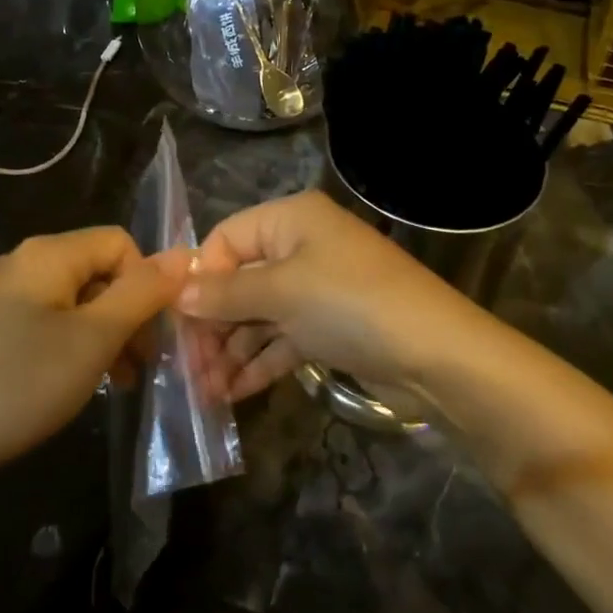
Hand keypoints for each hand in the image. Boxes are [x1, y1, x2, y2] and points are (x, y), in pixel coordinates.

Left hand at [0, 227, 185, 480]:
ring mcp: (2, 296)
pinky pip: (50, 321)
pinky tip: (79, 381)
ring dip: (107, 334)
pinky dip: (75, 345)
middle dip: (129, 313)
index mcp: (48, 253)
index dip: (146, 283)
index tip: (153, 336)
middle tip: (142, 366)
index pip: (120, 243)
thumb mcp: (94, 339)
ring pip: (77, 300)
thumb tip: (185, 254)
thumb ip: (142, 293)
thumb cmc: (20, 385)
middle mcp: (23, 262)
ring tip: (119, 381)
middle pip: (99, 270)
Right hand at [177, 191, 482, 402]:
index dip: (200, 278)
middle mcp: (302, 246)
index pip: (225, 239)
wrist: (436, 355)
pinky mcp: (330, 327)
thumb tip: (179, 294)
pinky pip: (283, 338)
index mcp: (290, 219)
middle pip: (240, 280)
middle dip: (213, 325)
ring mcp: (318, 288)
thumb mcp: (281, 292)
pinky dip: (259, 362)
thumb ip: (226, 293)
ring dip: (231, 350)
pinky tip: (232, 393)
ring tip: (204, 392)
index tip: (175, 322)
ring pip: (260, 315)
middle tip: (187, 369)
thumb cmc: (350, 304)